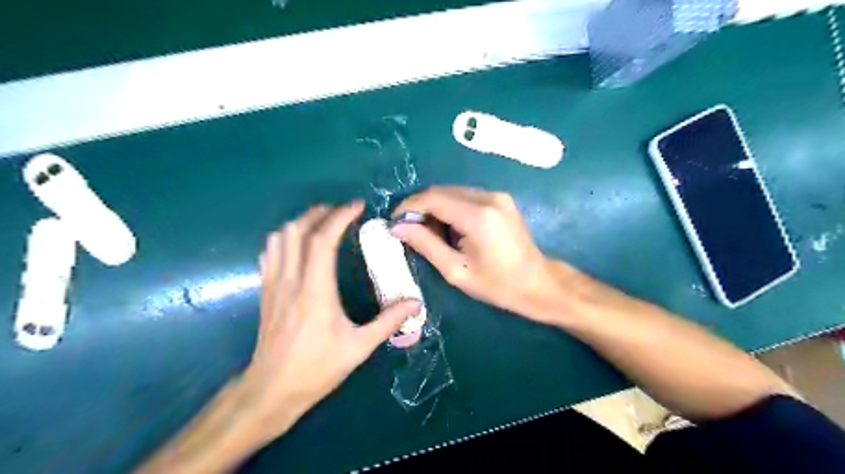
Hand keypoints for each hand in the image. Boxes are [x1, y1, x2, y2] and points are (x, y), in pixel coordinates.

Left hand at [239, 201, 419, 443]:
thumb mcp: (359, 348)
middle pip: (298, 231)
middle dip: (320, 213)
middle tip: (342, 211)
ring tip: (322, 222)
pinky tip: (299, 245)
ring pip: (280, 238)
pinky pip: (270, 253)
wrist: (271, 391)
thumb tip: (415, 303)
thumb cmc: (316, 369)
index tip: (357, 206)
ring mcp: (273, 285)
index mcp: (315, 291)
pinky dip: (285, 239)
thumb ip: (388, 322)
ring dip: (301, 222)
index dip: (340, 217)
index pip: (323, 241)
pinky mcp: (265, 292)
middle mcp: (291, 281)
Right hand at [390, 185, 558, 320]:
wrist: (538, 284)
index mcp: (477, 216)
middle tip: (409, 231)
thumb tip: (398, 227)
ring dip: (435, 208)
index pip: (432, 198)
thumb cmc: (497, 285)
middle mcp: (488, 197)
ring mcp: (497, 196)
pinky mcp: (501, 199)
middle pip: (442, 191)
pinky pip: (466, 197)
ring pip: (453, 192)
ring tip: (430, 234)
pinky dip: (451, 209)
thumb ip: (425, 244)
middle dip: (420, 207)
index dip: (409, 207)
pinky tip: (450, 229)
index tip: (394, 222)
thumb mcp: (455, 270)